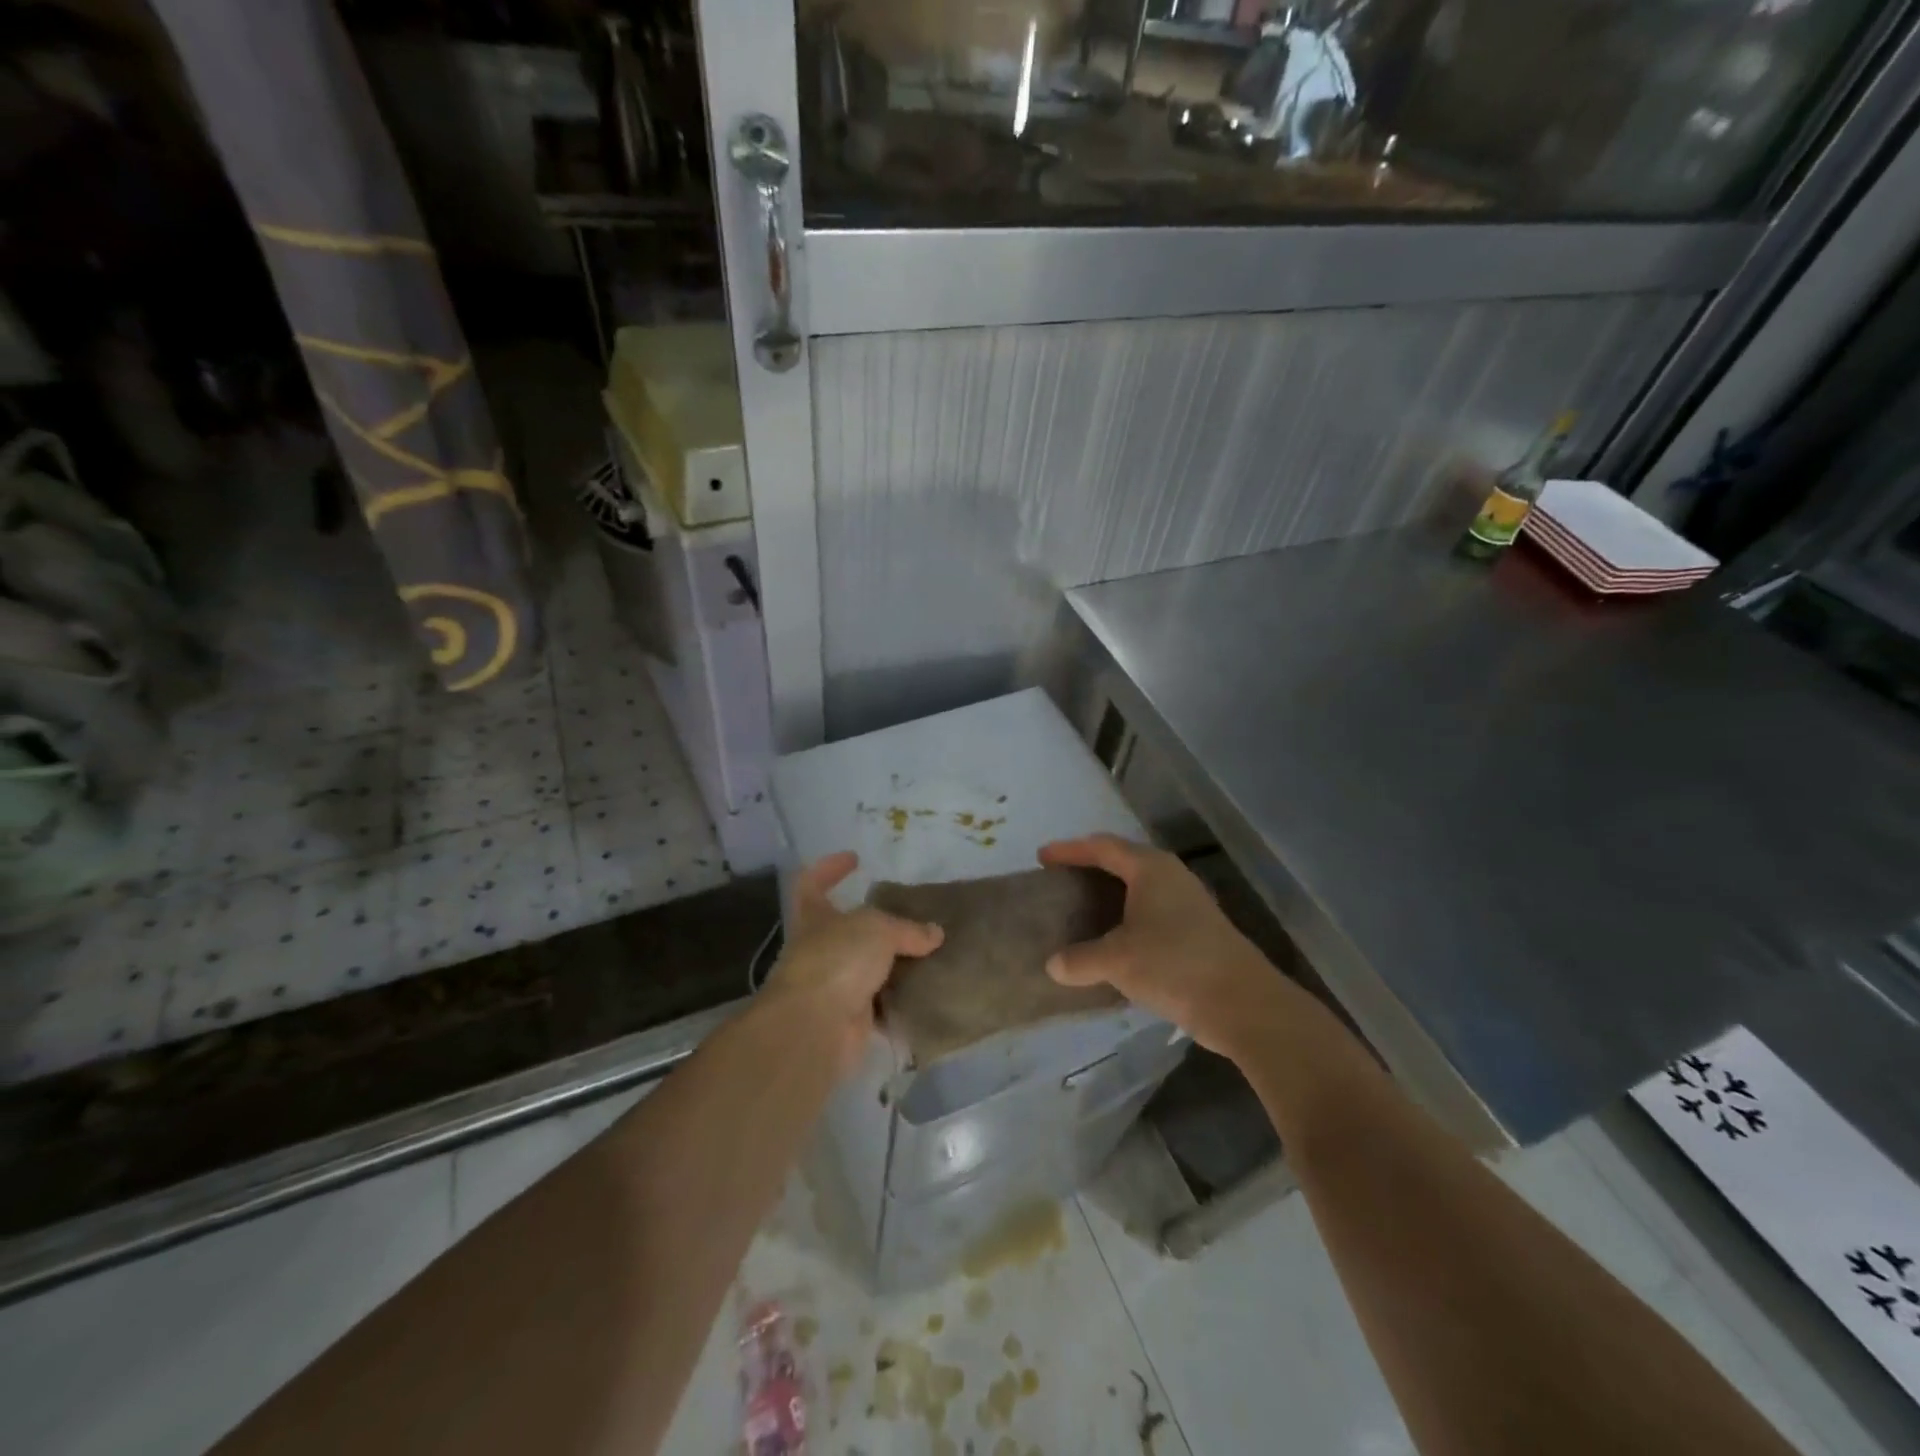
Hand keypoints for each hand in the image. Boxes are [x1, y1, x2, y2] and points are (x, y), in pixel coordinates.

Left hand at [760, 851, 943, 1073]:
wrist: (816, 1027)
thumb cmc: (837, 960)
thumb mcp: (878, 929)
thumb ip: (907, 928)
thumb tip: (934, 933)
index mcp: (814, 917)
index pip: (811, 883)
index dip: (829, 868)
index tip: (854, 859)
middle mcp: (819, 949)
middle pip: (845, 928)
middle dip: (876, 922)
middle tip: (911, 914)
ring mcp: (832, 985)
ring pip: (866, 966)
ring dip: (893, 962)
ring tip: (930, 951)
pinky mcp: (850, 1017)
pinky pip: (881, 1002)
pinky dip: (901, 998)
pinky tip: (929, 988)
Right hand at [1038, 834, 1277, 1055]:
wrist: (1243, 1004)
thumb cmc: (1174, 965)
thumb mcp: (1117, 961)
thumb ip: (1080, 959)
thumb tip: (1053, 965)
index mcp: (1150, 868)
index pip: (1102, 846)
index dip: (1069, 850)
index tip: (1042, 858)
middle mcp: (1170, 876)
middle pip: (1122, 861)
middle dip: (1090, 869)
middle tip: (1060, 881)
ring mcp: (1188, 902)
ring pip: (1139, 888)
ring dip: (1110, 895)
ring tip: (1082, 909)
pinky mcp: (1198, 930)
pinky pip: (1151, 912)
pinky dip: (1127, 918)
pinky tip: (1114, 940)